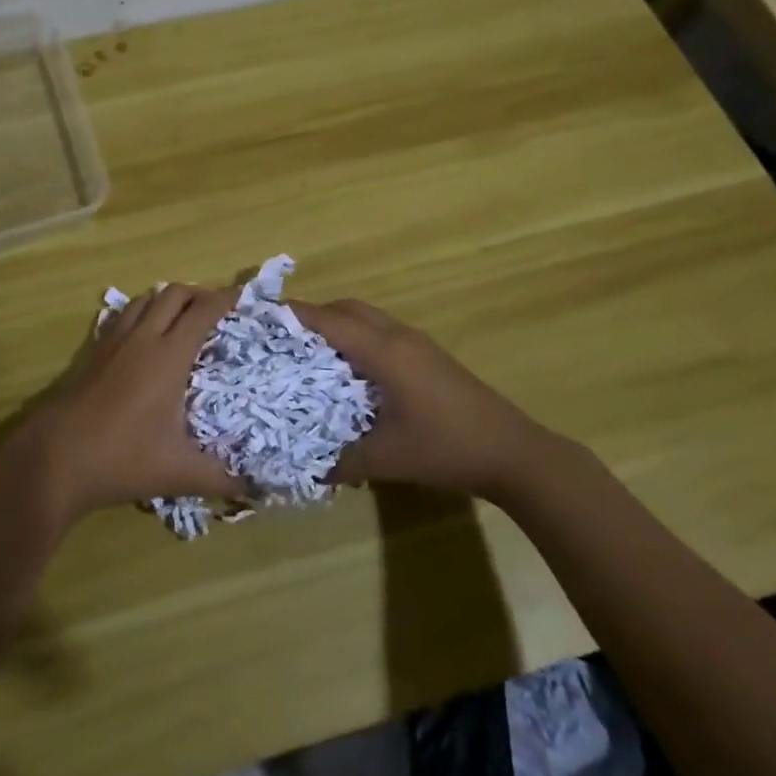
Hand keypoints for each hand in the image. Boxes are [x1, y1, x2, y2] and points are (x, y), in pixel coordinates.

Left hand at [17, 283, 241, 523]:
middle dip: (198, 293)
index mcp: (169, 356)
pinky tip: (143, 336)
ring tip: (182, 318)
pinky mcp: (93, 352)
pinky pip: (122, 316)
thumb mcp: (179, 473)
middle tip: (216, 310)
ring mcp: (114, 342)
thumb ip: (221, 478)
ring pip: (145, 299)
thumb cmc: (122, 459)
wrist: (55, 459)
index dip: (225, 298)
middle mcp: (143, 338)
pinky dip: (141, 313)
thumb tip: (254, 487)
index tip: (242, 296)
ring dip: (167, 300)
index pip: (203, 311)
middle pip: (173, 294)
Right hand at [291, 299, 540, 500]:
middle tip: (285, 338)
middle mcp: (399, 336)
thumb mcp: (386, 459)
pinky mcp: (430, 356)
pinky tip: (352, 371)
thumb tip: (306, 466)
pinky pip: (383, 332)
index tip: (262, 316)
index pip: (330, 320)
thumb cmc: (445, 448)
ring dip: (339, 325)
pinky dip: (359, 338)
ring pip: (368, 318)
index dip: (295, 315)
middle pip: (349, 308)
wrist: (512, 452)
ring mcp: (418, 344)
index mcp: (385, 351)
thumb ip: (340, 460)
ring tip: (311, 353)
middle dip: (314, 316)